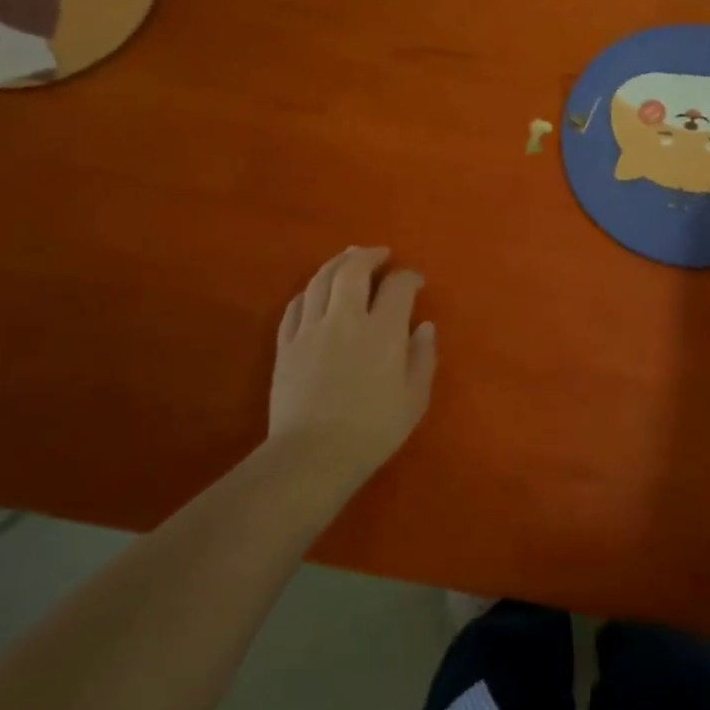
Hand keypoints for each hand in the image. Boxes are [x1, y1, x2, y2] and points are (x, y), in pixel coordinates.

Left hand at [269, 246, 437, 477]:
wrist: (312, 455)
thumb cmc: (372, 430)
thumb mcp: (414, 399)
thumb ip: (423, 357)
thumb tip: (424, 326)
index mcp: (382, 330)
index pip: (397, 286)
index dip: (409, 277)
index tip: (416, 282)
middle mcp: (345, 319)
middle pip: (353, 270)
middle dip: (369, 256)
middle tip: (380, 254)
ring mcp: (310, 329)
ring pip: (320, 280)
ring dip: (336, 263)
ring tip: (348, 258)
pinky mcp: (285, 345)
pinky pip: (295, 306)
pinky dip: (309, 291)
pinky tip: (315, 292)